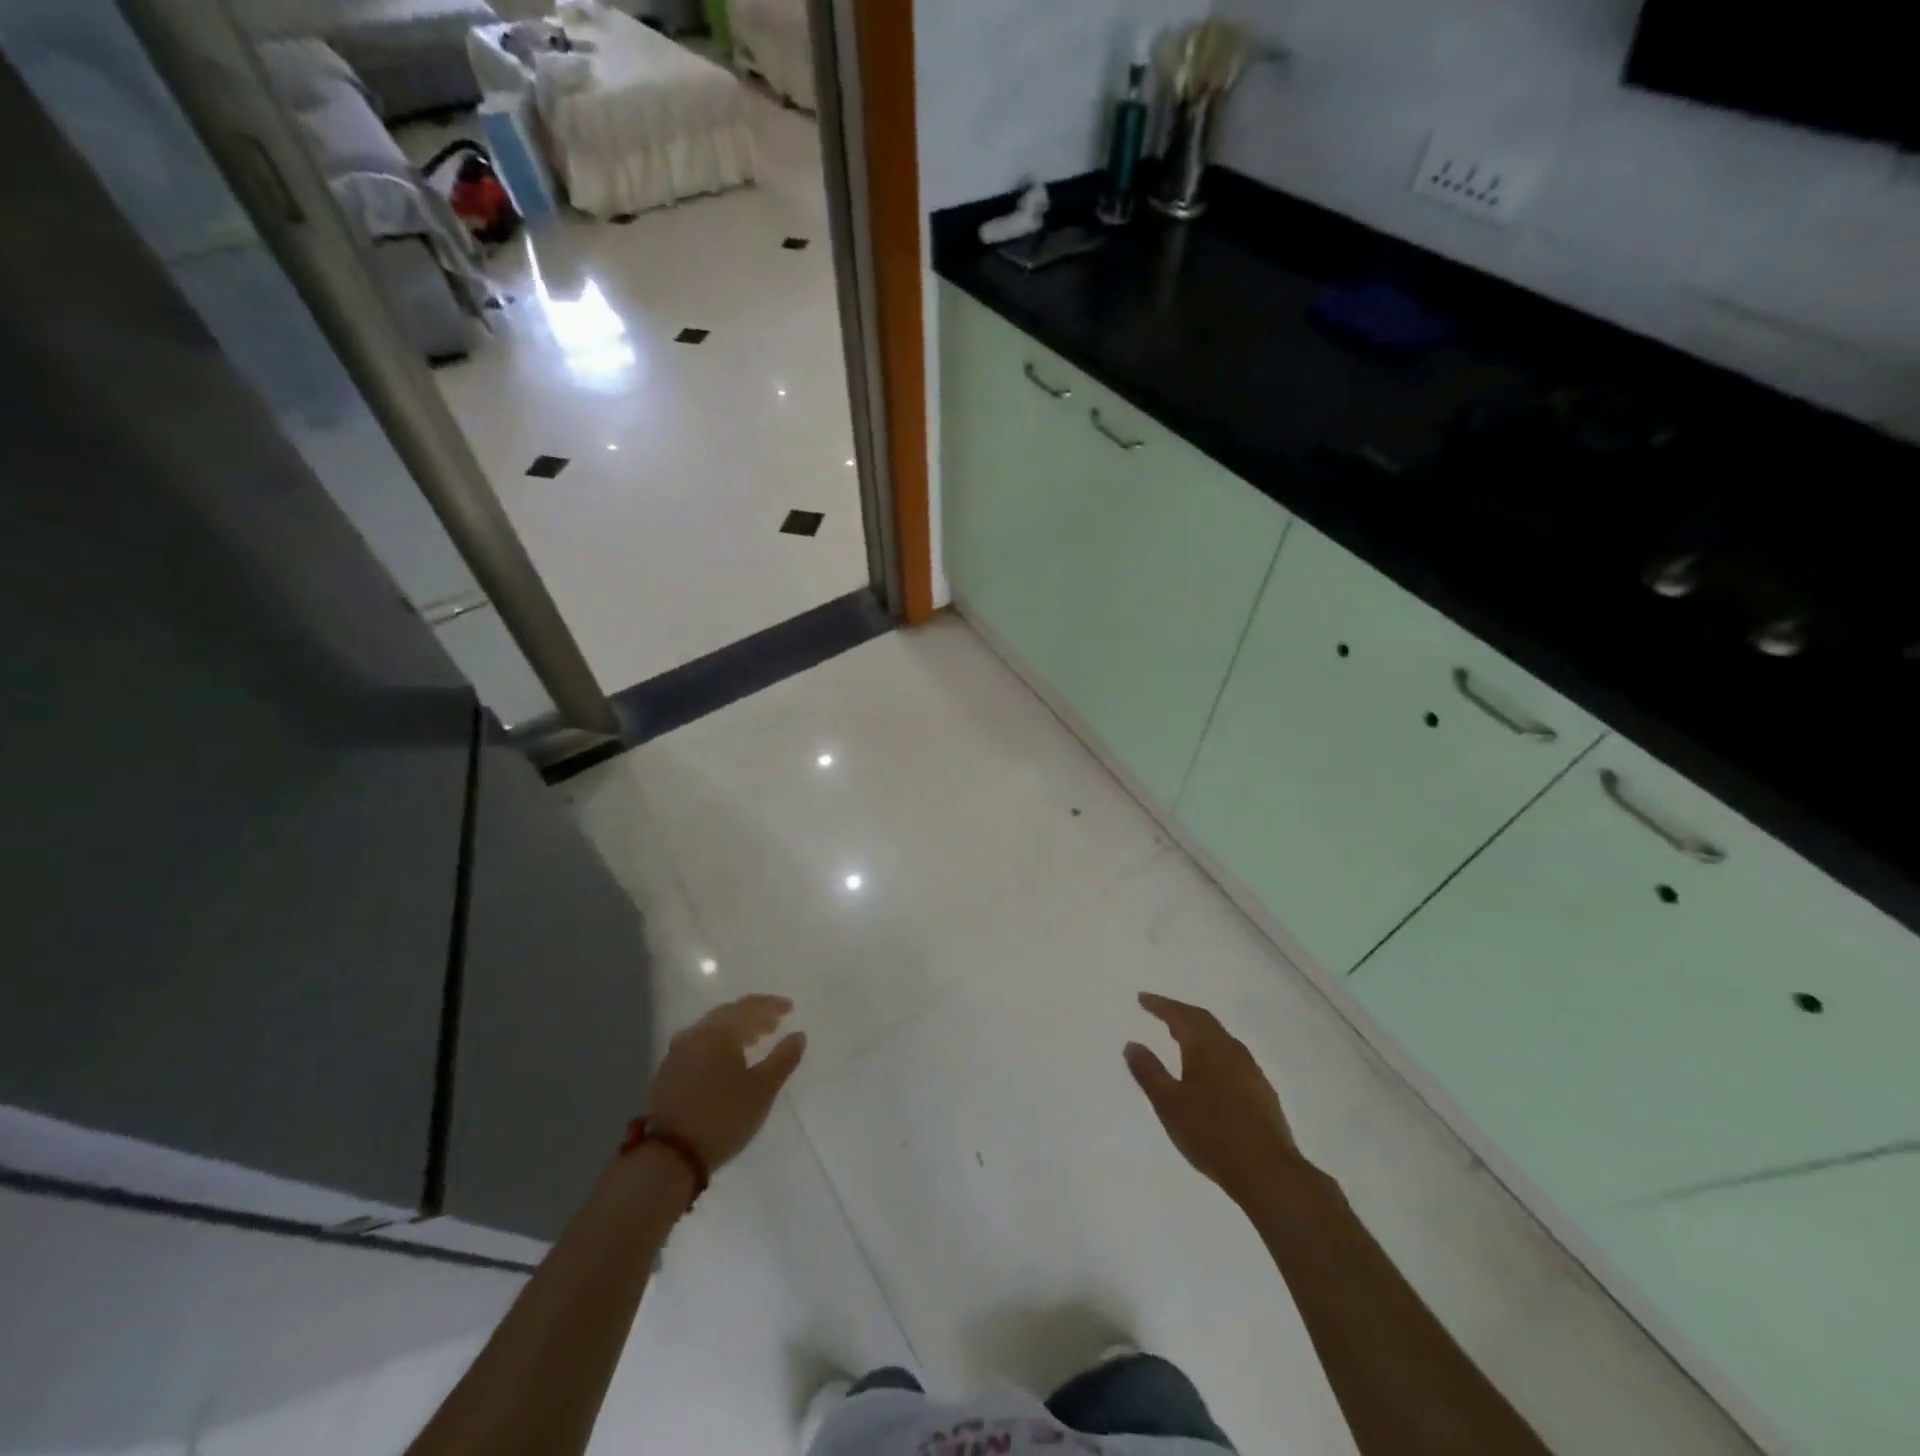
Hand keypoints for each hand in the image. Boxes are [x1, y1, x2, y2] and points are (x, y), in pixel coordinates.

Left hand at [645, 994, 806, 1170]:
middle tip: (774, 1025)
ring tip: (753, 1041)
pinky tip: (725, 1061)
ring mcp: (677, 1052)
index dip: (772, 1005)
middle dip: (753, 1016)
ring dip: (734, 1030)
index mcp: (720, 1031)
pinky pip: (698, 1044)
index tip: (790, 1008)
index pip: (750, 1006)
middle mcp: (696, 1034)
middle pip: (729, 1013)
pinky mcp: (667, 1072)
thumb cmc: (723, 1117)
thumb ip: (783, 1059)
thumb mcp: (762, 1090)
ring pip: (711, 1029)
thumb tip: (798, 1035)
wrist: (667, 1157)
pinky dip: (717, 1044)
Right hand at [1125, 992, 1304, 1205]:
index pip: (1180, 1015)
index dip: (1160, 1005)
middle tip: (1160, 1010)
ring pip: (1220, 1037)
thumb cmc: (1211, 1134)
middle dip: (1180, 1012)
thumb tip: (1132, 1044)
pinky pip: (1231, 1055)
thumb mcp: (1169, 1104)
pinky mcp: (1261, 1089)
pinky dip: (1213, 1050)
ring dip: (1198, 1030)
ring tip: (1181, 1036)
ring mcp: (1250, 1069)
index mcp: (1206, 1047)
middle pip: (1203, 1020)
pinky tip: (1209, 1068)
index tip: (1142, 999)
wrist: (1268, 1172)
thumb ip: (1149, 1072)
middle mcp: (1230, 1049)